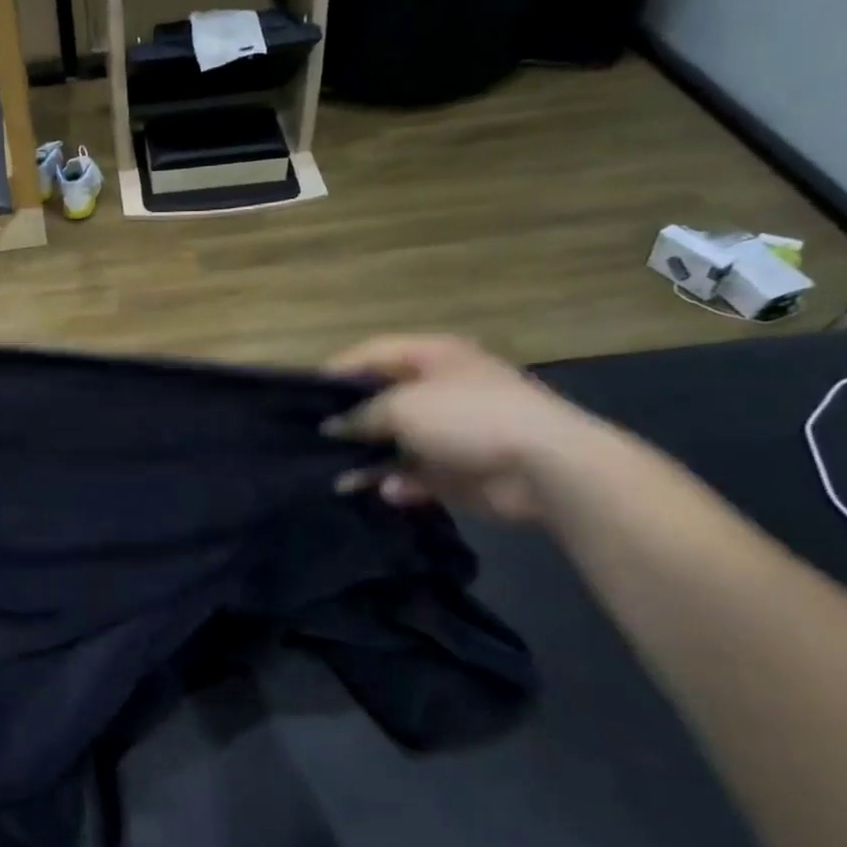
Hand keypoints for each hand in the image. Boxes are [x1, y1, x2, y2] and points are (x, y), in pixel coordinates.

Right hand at [323, 335, 606, 520]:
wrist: (543, 467)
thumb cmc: (469, 418)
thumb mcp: (403, 407)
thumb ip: (360, 415)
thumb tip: (331, 427)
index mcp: (432, 357)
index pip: (373, 353)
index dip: (337, 371)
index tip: (303, 396)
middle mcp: (439, 389)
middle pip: (381, 401)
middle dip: (349, 421)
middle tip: (312, 439)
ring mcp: (450, 431)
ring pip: (394, 443)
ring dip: (368, 460)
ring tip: (338, 477)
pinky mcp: (457, 470)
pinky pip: (415, 475)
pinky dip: (399, 483)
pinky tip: (388, 492)